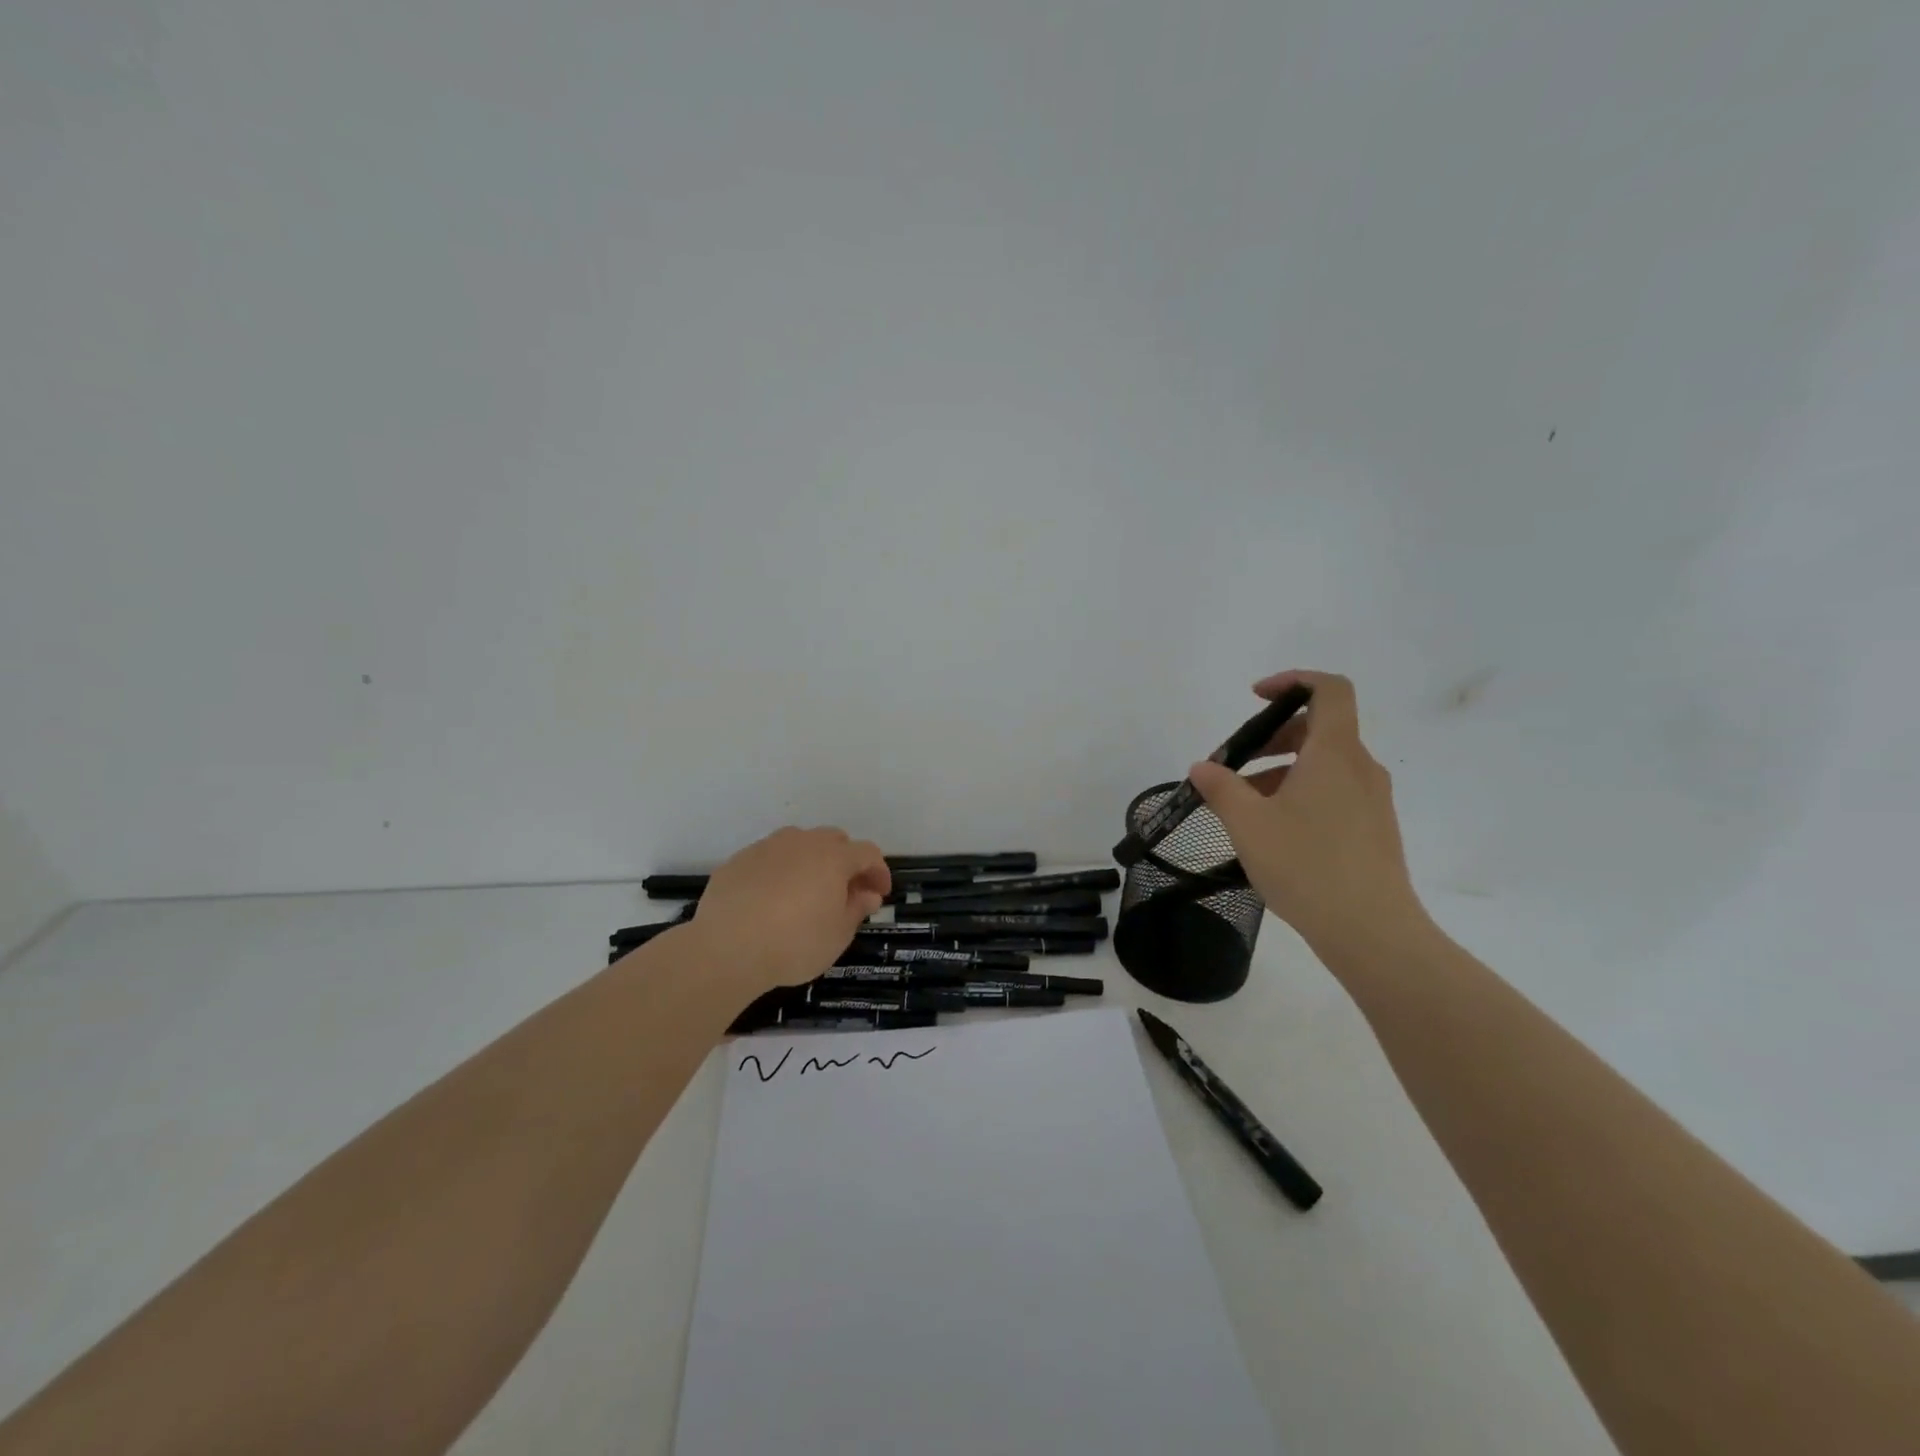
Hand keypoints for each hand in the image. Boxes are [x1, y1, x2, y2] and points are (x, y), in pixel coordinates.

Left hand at [689, 827, 891, 994]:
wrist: (725, 948)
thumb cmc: (794, 943)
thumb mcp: (837, 935)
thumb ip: (856, 909)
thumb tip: (867, 894)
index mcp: (833, 857)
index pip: (867, 853)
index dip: (878, 871)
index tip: (879, 894)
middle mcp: (802, 842)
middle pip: (833, 840)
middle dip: (845, 861)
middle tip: (845, 891)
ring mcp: (767, 847)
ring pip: (799, 844)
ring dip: (811, 862)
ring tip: (807, 893)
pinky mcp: (738, 860)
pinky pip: (769, 858)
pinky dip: (779, 872)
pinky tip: (771, 900)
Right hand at [1189, 671, 1426, 954]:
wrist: (1372, 932)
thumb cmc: (1306, 865)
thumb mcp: (1248, 824)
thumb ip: (1221, 788)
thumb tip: (1203, 767)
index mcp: (1334, 753)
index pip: (1330, 690)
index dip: (1293, 681)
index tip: (1255, 698)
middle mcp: (1360, 768)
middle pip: (1320, 729)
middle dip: (1273, 737)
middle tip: (1235, 766)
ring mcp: (1372, 801)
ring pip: (1324, 765)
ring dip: (1282, 771)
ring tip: (1244, 808)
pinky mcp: (1374, 830)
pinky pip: (1334, 793)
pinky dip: (1301, 795)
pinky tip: (1274, 833)